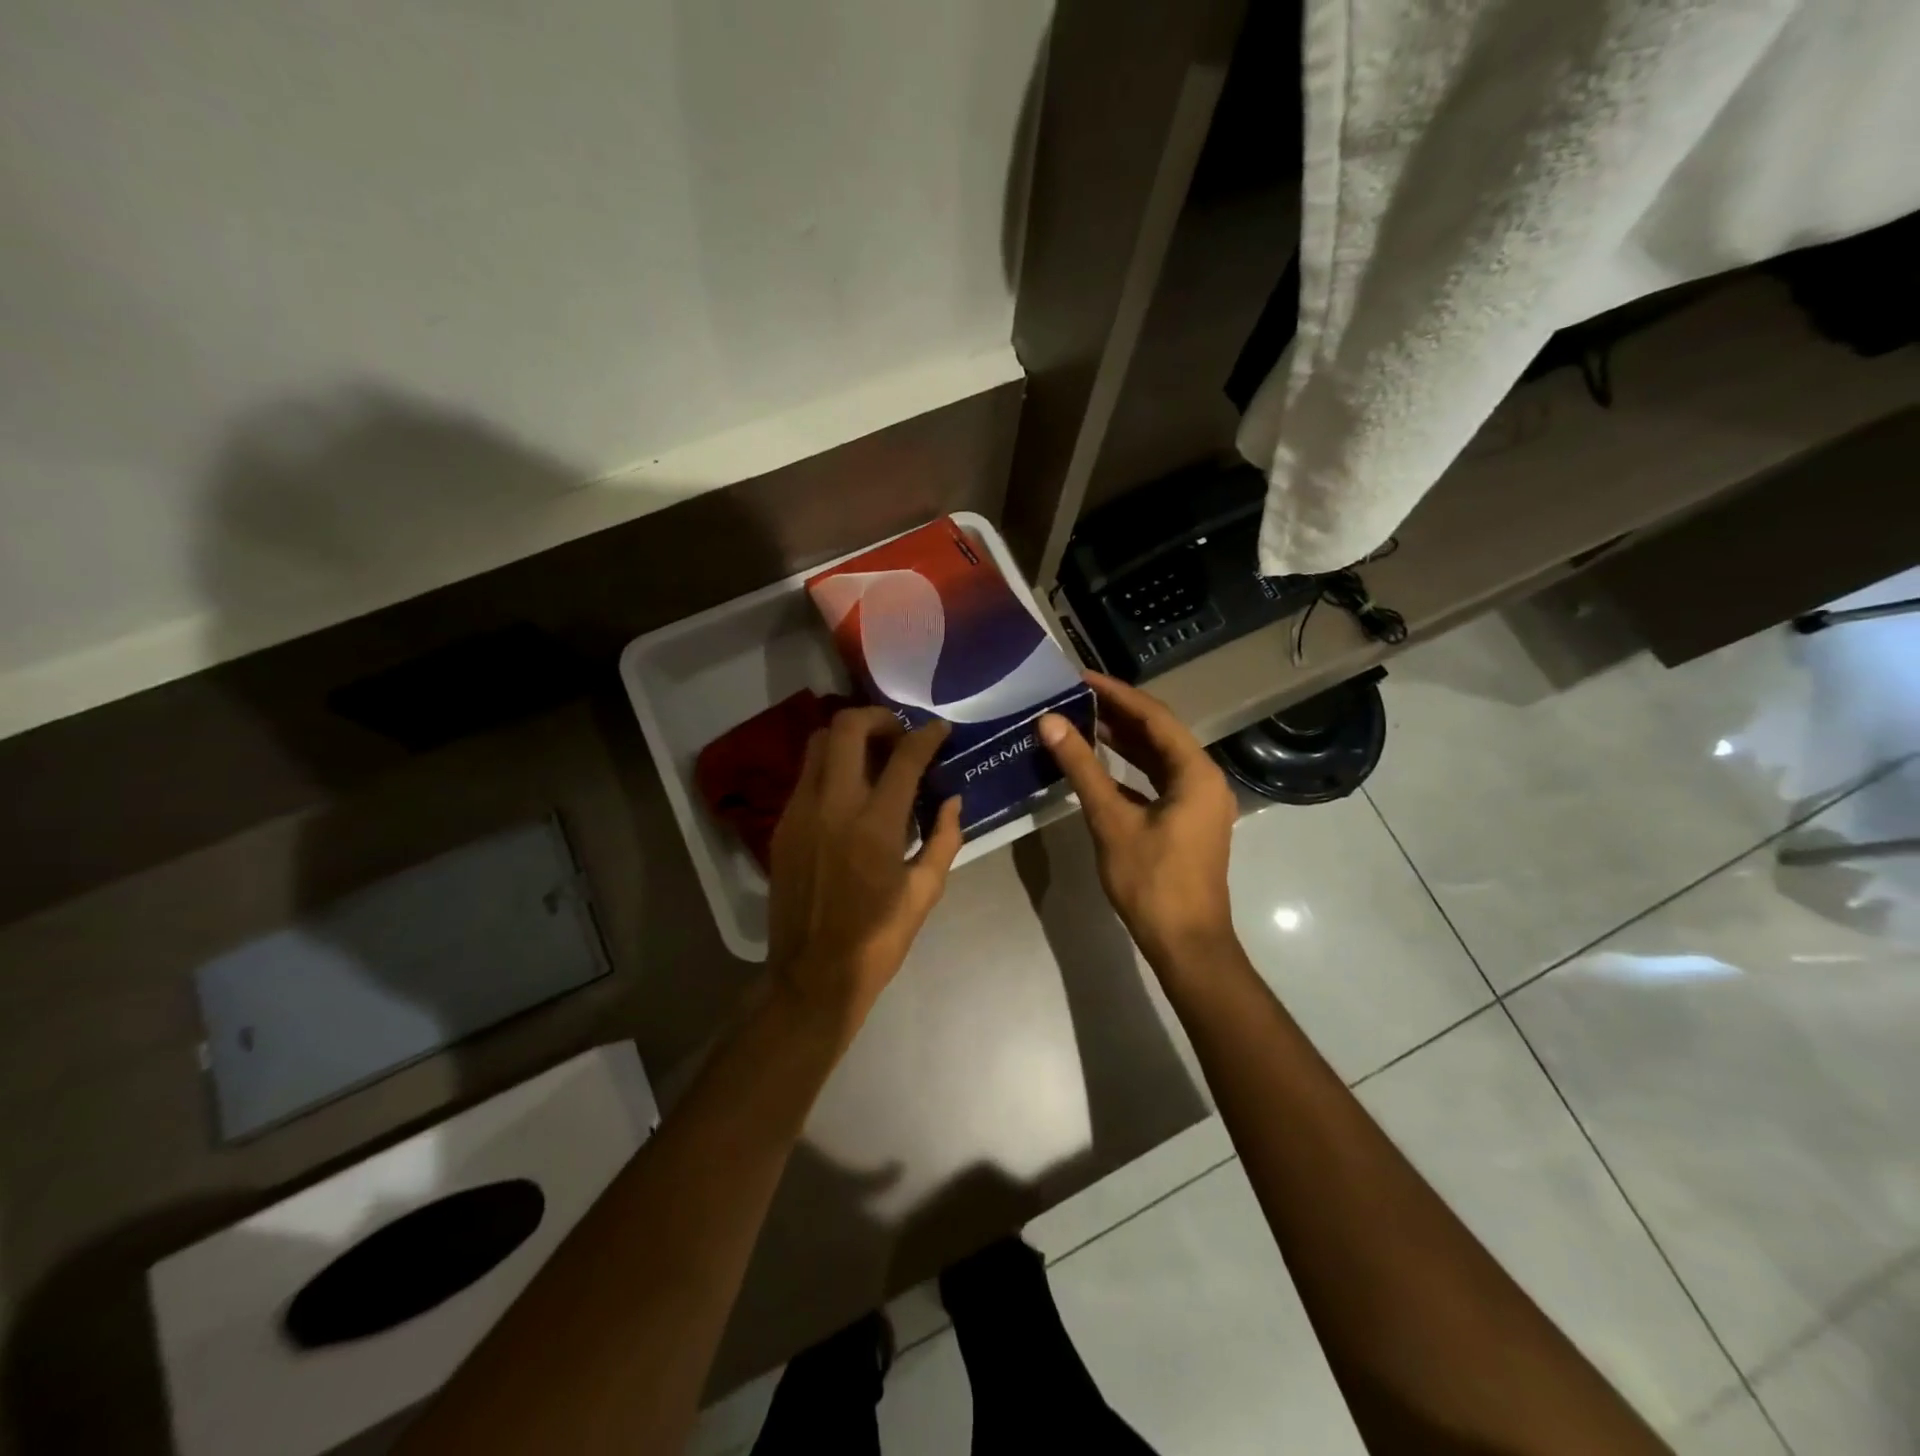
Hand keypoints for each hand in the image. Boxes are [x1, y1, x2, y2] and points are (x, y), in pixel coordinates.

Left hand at [765, 707, 964, 1042]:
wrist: (811, 976)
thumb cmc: (878, 939)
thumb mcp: (925, 892)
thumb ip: (944, 838)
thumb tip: (953, 800)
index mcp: (875, 826)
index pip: (904, 757)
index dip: (926, 735)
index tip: (939, 730)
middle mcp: (832, 806)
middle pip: (846, 728)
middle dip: (878, 717)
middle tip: (899, 734)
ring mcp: (800, 812)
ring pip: (818, 743)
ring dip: (848, 737)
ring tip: (873, 755)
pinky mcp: (782, 825)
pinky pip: (806, 775)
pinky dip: (830, 766)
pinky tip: (849, 790)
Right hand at [1038, 673, 1238, 971]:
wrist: (1186, 943)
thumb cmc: (1151, 881)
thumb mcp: (1111, 820)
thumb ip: (1082, 768)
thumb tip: (1050, 723)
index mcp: (1195, 772)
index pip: (1154, 716)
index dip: (1116, 693)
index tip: (1080, 677)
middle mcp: (1204, 779)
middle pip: (1159, 733)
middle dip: (1119, 713)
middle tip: (1076, 696)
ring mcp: (1199, 802)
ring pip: (1159, 758)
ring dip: (1124, 740)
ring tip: (1083, 721)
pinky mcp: (1188, 821)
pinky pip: (1158, 781)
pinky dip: (1130, 770)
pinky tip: (1100, 765)